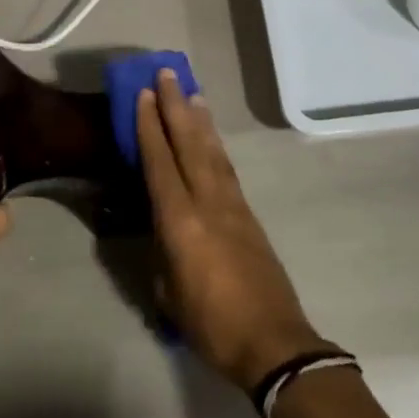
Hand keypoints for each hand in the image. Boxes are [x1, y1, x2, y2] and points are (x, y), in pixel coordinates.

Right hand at [136, 71, 328, 389]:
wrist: (274, 344)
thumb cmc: (212, 325)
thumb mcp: (169, 294)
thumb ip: (163, 254)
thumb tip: (162, 233)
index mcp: (181, 223)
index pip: (160, 163)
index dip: (150, 127)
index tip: (144, 94)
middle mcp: (208, 203)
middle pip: (189, 144)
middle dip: (176, 107)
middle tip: (168, 74)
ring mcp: (233, 207)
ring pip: (213, 152)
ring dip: (200, 120)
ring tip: (192, 93)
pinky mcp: (250, 216)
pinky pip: (227, 169)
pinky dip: (215, 146)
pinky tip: (211, 139)